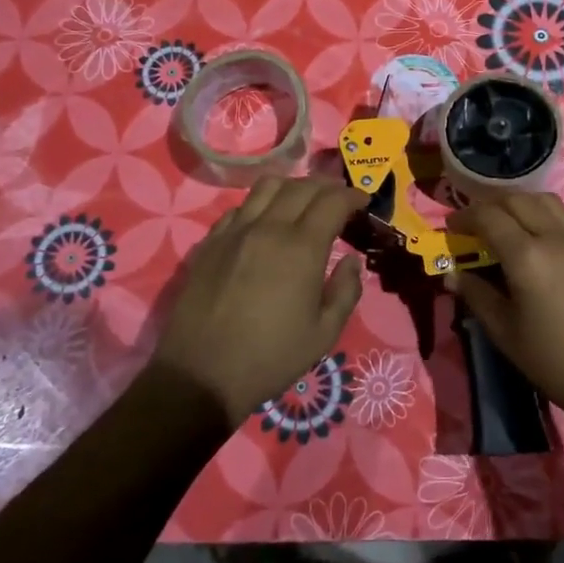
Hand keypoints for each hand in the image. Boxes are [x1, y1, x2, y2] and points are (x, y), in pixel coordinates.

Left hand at [156, 176, 367, 426]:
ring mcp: (235, 231)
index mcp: (301, 248)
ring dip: (292, 187)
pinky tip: (265, 224)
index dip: (352, 196)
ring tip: (302, 203)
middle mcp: (268, 228)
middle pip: (302, 186)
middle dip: (327, 187)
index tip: (362, 203)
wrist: (201, 375)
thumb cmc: (270, 358)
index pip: (333, 201)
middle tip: (338, 200)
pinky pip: (240, 207)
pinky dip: (260, 205)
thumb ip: (345, 292)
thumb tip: (351, 262)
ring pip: (267, 186)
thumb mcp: (324, 334)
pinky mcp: (210, 242)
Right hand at [445, 192, 563, 431]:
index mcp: (528, 256)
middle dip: (488, 206)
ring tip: (500, 225)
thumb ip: (476, 294)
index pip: (489, 217)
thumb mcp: (504, 331)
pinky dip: (537, 213)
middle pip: (516, 200)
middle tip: (471, 226)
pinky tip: (528, 239)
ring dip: (516, 204)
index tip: (449, 228)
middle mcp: (554, 237)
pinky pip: (559, 216)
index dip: (464, 217)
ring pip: (542, 200)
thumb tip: (451, 275)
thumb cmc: (553, 359)